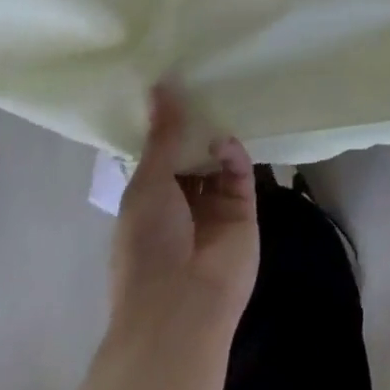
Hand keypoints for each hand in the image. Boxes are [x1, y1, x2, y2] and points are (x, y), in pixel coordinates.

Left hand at [110, 87, 258, 335]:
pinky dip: (234, 157)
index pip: (160, 158)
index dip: (166, 128)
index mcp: (148, 202)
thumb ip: (161, 135)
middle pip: (191, 157)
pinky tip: (226, 142)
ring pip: (218, 164)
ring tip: (219, 104)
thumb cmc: (148, 244)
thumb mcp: (147, 183)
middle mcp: (181, 204)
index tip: (175, 88)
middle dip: (195, 129)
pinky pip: (240, 176)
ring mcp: (213, 210)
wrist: (181, 304)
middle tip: (204, 85)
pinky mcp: (243, 213)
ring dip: (215, 140)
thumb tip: (160, 86)